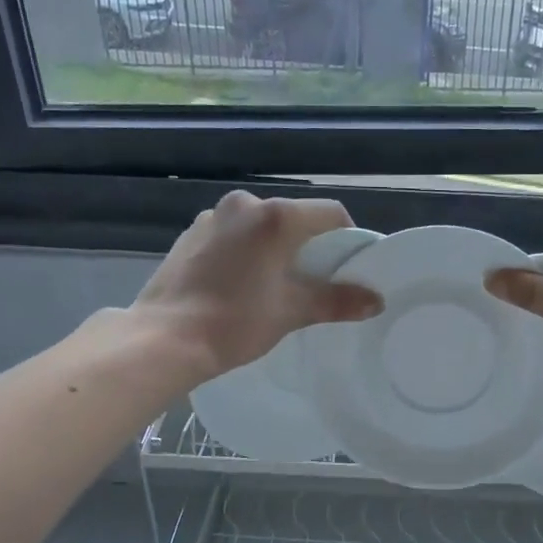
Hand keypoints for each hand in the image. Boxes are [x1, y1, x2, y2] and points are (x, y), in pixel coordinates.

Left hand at [127, 192, 381, 384]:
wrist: (165, 338)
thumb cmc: (236, 321)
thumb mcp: (293, 311)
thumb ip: (337, 300)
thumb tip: (376, 300)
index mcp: (277, 216)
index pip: (331, 214)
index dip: (346, 240)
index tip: (346, 269)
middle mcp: (246, 204)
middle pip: (295, 219)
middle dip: (309, 247)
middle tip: (312, 283)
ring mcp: (214, 216)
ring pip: (262, 227)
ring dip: (276, 249)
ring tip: (273, 286)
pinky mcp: (192, 233)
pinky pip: (234, 235)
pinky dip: (247, 252)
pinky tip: (240, 284)